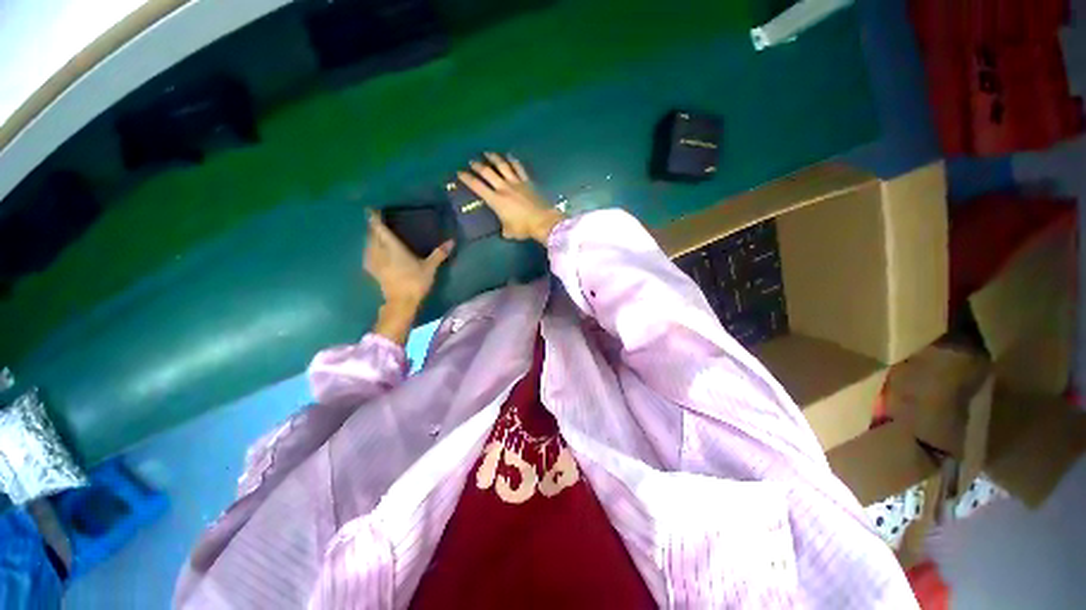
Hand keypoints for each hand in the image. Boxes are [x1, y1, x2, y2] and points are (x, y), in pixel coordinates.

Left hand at [364, 210, 453, 308]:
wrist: (402, 301)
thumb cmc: (416, 282)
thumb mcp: (430, 267)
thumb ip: (439, 254)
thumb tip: (452, 241)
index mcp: (393, 247)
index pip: (380, 229)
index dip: (375, 218)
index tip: (372, 210)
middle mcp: (380, 252)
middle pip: (371, 235)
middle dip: (373, 227)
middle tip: (377, 222)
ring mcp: (374, 262)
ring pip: (368, 245)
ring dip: (370, 238)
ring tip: (375, 235)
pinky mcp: (373, 272)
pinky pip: (368, 255)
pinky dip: (369, 250)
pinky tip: (373, 252)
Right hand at [457, 152, 564, 244]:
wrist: (542, 221)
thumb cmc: (523, 228)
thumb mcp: (509, 232)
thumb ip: (503, 228)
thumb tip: (503, 229)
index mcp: (496, 200)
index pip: (477, 186)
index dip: (466, 178)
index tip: (459, 172)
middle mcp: (503, 188)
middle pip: (487, 172)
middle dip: (477, 165)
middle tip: (471, 161)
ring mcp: (516, 182)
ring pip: (502, 165)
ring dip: (493, 158)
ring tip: (487, 153)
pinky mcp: (527, 181)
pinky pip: (519, 167)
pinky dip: (513, 160)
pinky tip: (509, 155)